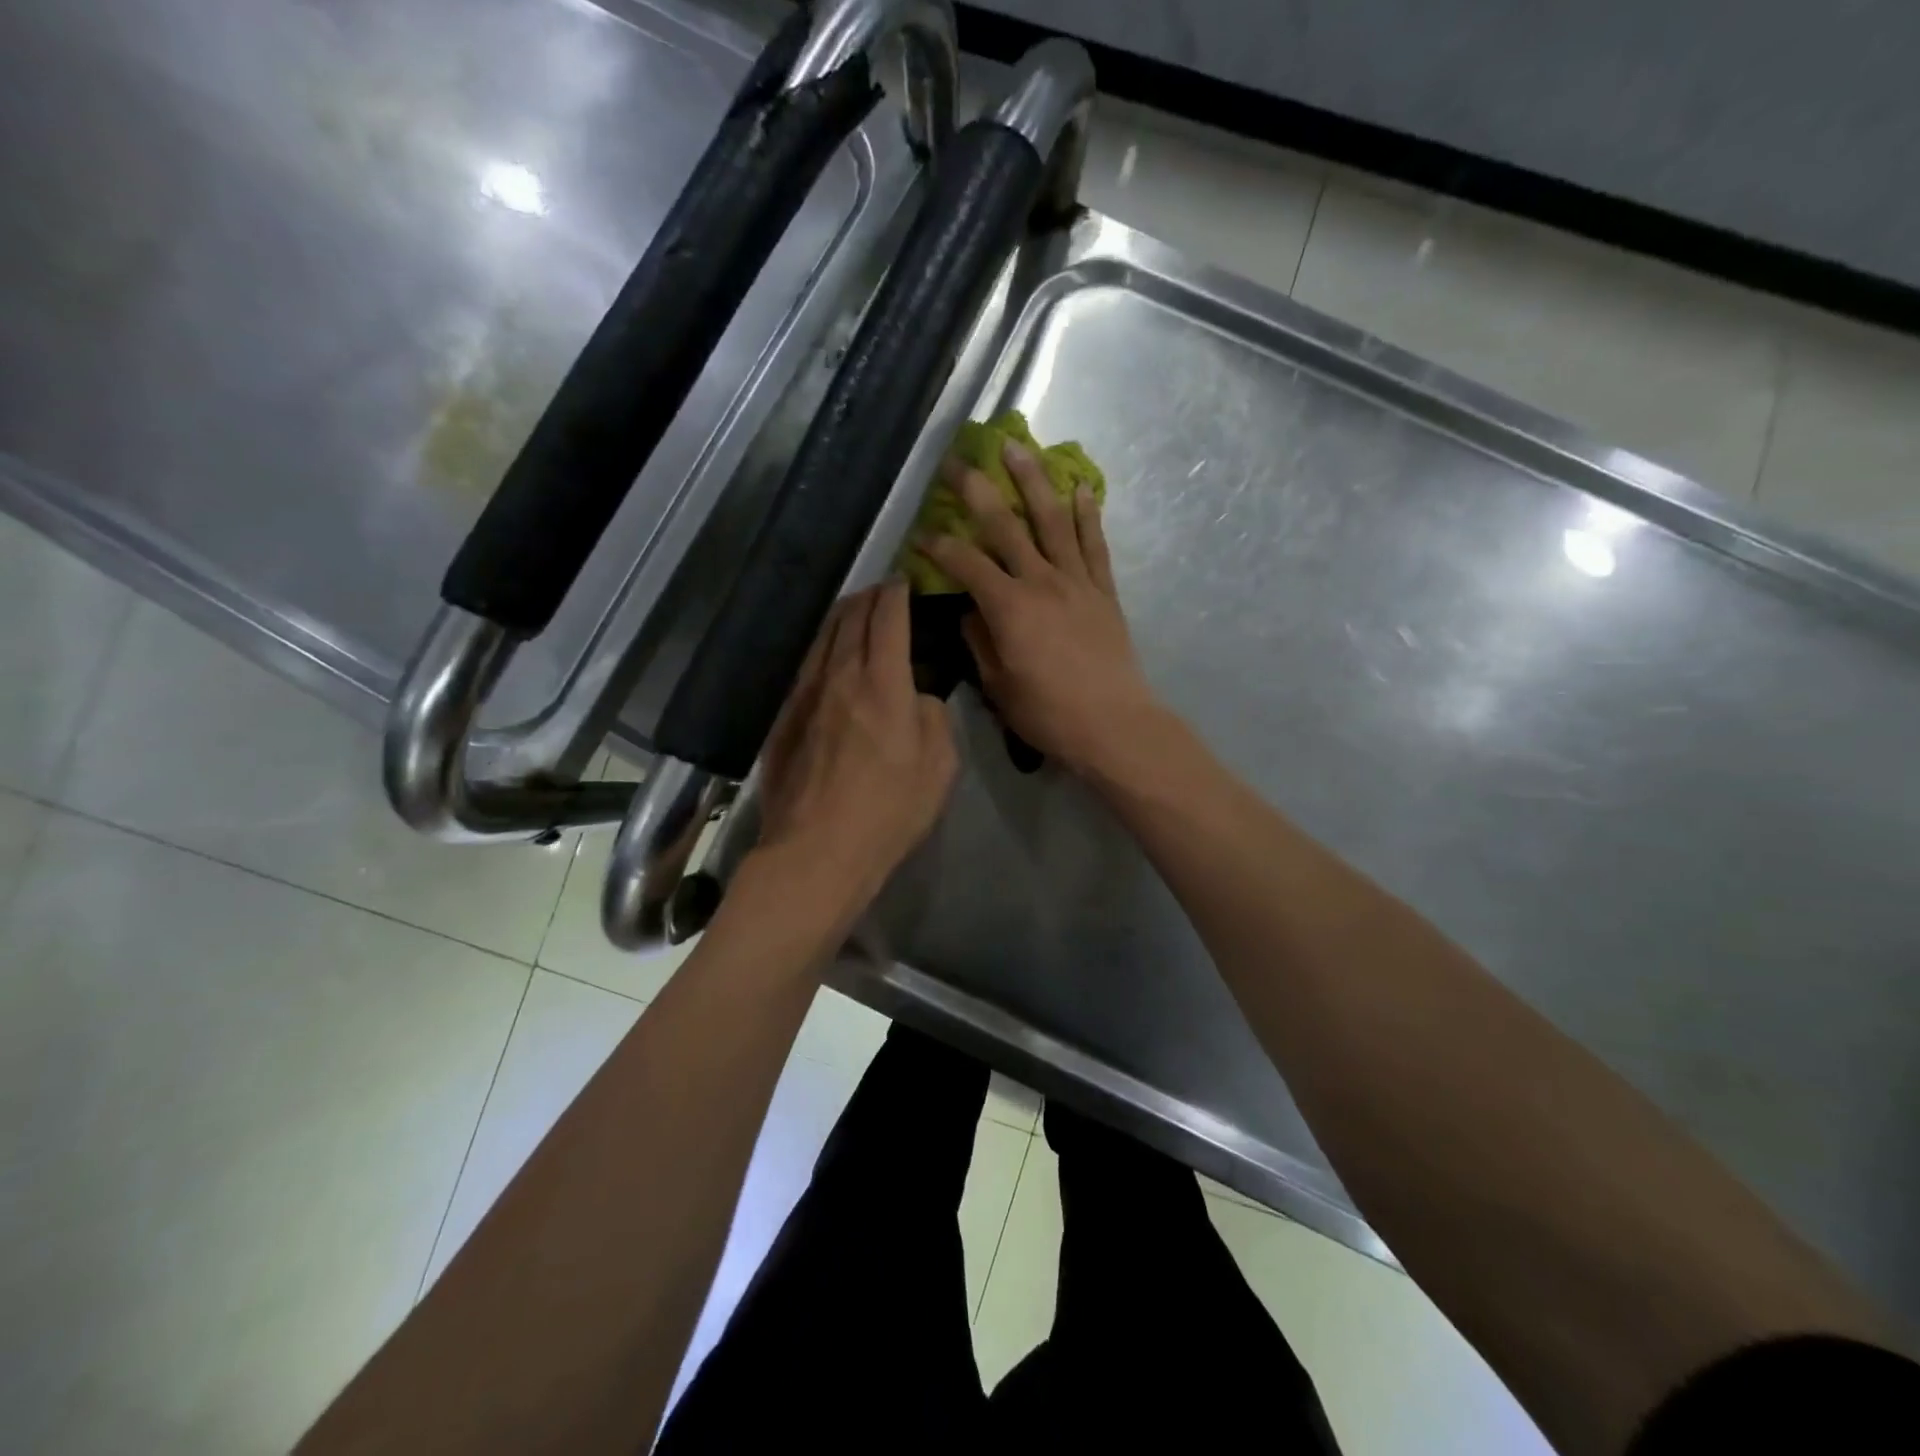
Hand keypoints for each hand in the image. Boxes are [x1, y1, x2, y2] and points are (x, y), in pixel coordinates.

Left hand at [754, 583, 958, 913]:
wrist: (818, 850)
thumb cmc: (890, 811)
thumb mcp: (940, 766)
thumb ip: (934, 718)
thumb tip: (918, 697)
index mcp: (884, 683)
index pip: (889, 618)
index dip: (899, 593)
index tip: (906, 581)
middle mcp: (840, 676)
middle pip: (851, 618)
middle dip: (869, 596)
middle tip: (883, 591)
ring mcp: (805, 695)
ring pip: (822, 637)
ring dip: (841, 616)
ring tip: (854, 610)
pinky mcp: (784, 717)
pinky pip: (805, 666)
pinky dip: (821, 647)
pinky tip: (826, 653)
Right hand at [918, 442, 1162, 778]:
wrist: (1114, 725)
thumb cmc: (1048, 713)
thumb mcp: (998, 686)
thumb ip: (979, 642)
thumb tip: (969, 612)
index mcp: (1009, 607)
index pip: (965, 563)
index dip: (937, 545)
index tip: (918, 535)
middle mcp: (1041, 581)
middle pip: (1005, 525)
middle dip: (977, 490)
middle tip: (958, 461)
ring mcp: (1077, 581)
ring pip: (1052, 520)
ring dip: (1033, 480)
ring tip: (1018, 447)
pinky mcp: (1104, 591)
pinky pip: (1094, 544)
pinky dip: (1088, 514)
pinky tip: (1080, 488)